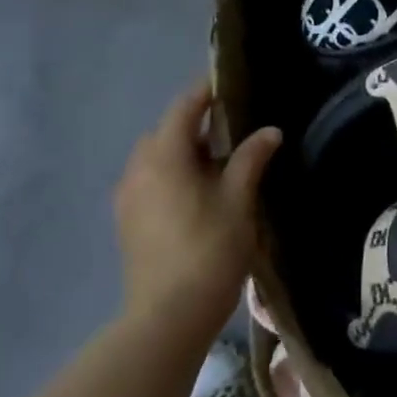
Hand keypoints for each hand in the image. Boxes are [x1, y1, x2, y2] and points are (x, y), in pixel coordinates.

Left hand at [113, 81, 281, 336]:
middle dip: (195, 124)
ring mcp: (128, 198)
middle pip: (165, 132)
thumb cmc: (210, 248)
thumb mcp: (239, 199)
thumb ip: (251, 159)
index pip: (183, 108)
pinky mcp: (128, 223)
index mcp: (163, 157)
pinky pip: (150, 182)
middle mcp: (137, 170)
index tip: (230, 82)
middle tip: (233, 128)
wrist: (169, 314)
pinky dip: (173, 175)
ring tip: (221, 163)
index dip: (206, 91)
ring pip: (156, 159)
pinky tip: (201, 194)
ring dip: (184, 152)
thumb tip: (269, 131)